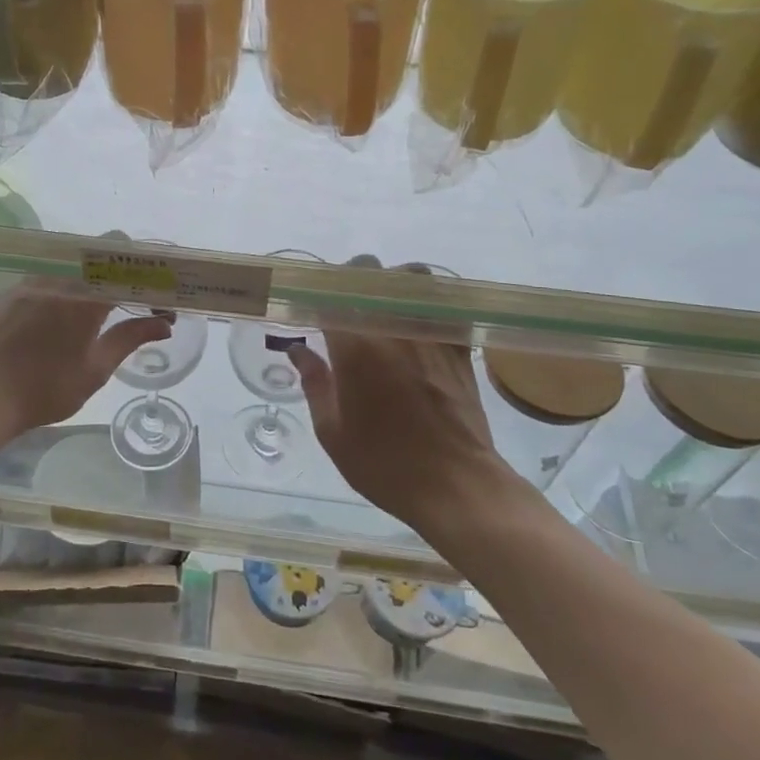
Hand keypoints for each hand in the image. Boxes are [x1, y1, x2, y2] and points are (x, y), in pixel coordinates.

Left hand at [0, 280, 171, 437]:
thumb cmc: (41, 389)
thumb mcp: (94, 370)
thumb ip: (129, 339)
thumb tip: (164, 323)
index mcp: (86, 296)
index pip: (128, 268)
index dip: (149, 279)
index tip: (159, 301)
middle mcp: (59, 278)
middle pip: (99, 262)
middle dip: (121, 279)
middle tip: (130, 307)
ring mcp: (29, 283)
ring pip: (70, 271)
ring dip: (89, 286)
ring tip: (95, 317)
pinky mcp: (8, 294)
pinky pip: (45, 282)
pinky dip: (62, 293)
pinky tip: (57, 322)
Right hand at [285, 262, 512, 534]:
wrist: (456, 486)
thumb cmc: (385, 464)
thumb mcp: (333, 432)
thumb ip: (315, 384)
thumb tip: (299, 351)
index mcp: (354, 347)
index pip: (330, 294)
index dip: (319, 296)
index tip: (314, 309)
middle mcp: (392, 327)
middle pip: (370, 273)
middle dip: (352, 281)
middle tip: (347, 306)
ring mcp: (431, 333)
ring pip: (414, 276)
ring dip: (396, 282)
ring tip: (388, 305)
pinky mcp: (460, 346)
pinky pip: (447, 305)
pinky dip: (432, 304)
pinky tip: (423, 322)